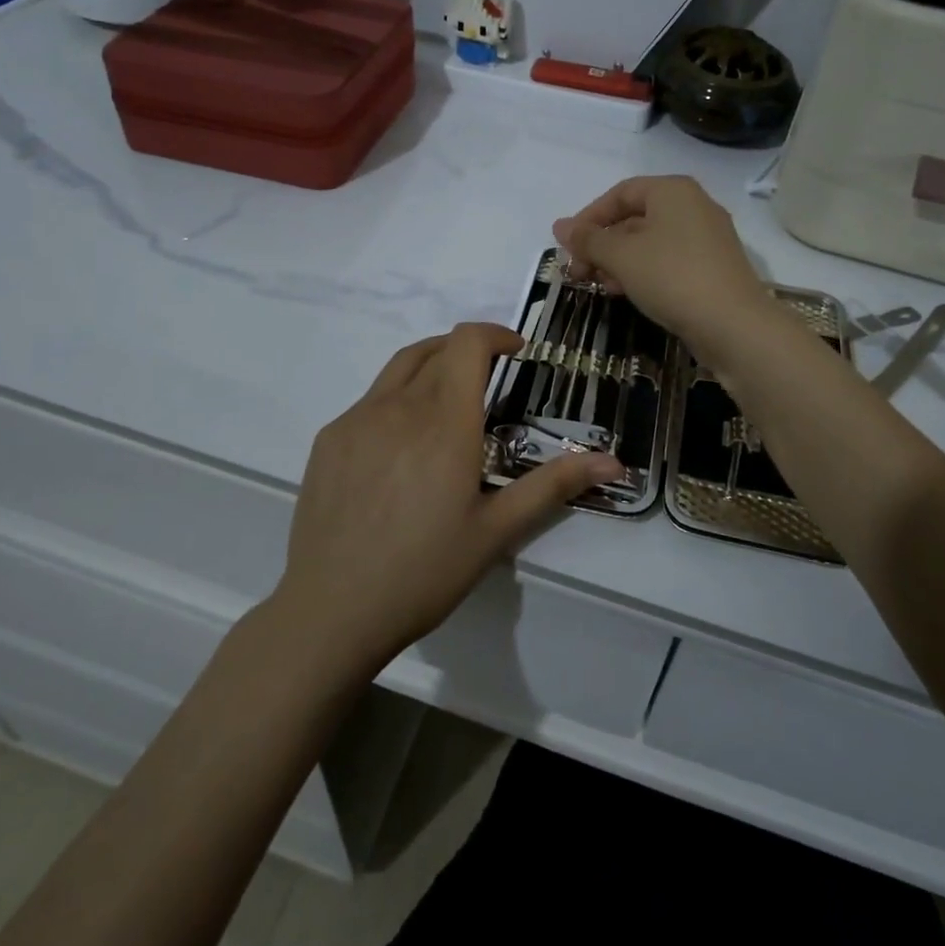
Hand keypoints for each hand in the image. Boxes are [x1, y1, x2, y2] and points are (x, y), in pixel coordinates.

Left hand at [275, 323, 624, 673]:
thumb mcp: (496, 530)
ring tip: (448, 400)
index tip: (516, 351)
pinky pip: (369, 400)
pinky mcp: (329, 439)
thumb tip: (615, 462)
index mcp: (444, 421)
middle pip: (436, 349)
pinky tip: (401, 445)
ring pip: (399, 368)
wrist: (332, 611)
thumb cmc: (424, 571)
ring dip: (431, 365)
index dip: (495, 334)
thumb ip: (554, 485)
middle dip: (468, 352)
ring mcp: (356, 419)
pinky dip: (396, 398)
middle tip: (489, 381)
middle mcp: (398, 406)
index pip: (467, 343)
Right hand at [552, 176, 773, 359]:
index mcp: (673, 191)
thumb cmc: (672, 277)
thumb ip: (588, 240)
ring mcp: (707, 238)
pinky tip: (627, 294)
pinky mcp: (713, 268)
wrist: (734, 325)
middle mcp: (693, 206)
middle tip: (578, 272)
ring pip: (650, 242)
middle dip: (602, 244)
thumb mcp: (621, 256)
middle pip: (635, 218)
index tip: (567, 246)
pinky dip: (643, 272)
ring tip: (598, 285)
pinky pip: (668, 261)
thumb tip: (560, 226)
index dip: (588, 217)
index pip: (620, 193)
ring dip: (618, 261)